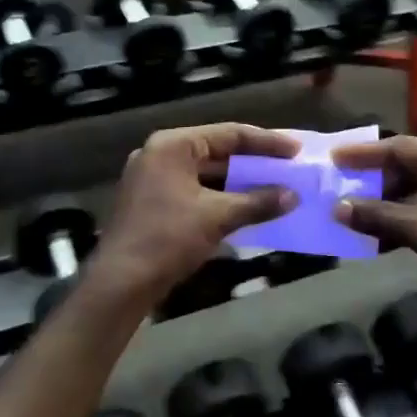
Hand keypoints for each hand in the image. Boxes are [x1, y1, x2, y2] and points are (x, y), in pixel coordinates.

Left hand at [84, 125, 300, 305]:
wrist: (121, 282)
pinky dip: (221, 197)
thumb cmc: (168, 238)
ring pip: (206, 173)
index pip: (228, 134)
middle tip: (287, 168)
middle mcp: (160, 154)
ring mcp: (153, 179)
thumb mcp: (217, 216)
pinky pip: (195, 191)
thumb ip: (257, 202)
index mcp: (173, 145)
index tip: (295, 150)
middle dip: (253, 162)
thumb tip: (293, 196)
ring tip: (273, 188)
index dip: (266, 142)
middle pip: (217, 151)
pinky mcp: (153, 202)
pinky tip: (246, 208)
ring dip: (239, 182)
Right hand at [333, 136, 416, 320]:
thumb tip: (338, 208)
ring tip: (355, 211)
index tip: (334, 157)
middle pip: (412, 164)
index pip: (404, 147)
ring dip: (389, 201)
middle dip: (376, 179)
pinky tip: (381, 234)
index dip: (365, 154)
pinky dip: (407, 216)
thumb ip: (380, 216)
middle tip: (342, 185)